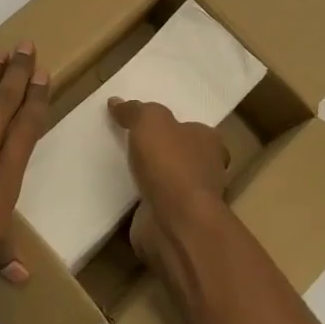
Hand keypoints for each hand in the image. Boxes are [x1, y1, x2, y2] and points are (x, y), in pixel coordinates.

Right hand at [107, 97, 229, 268]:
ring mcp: (192, 199)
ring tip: (121, 169)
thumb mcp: (150, 121)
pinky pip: (154, 205)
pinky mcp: (174, 222)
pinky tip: (121, 196)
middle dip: (163, 153)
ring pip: (169, 182)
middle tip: (132, 146)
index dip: (175, 126)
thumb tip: (116, 102)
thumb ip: (135, 111)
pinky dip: (141, 202)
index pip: (194, 129)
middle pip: (183, 156)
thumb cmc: (170, 163)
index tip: (151, 127)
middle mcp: (207, 169)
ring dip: (150, 179)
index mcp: (209, 141)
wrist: (175, 221)